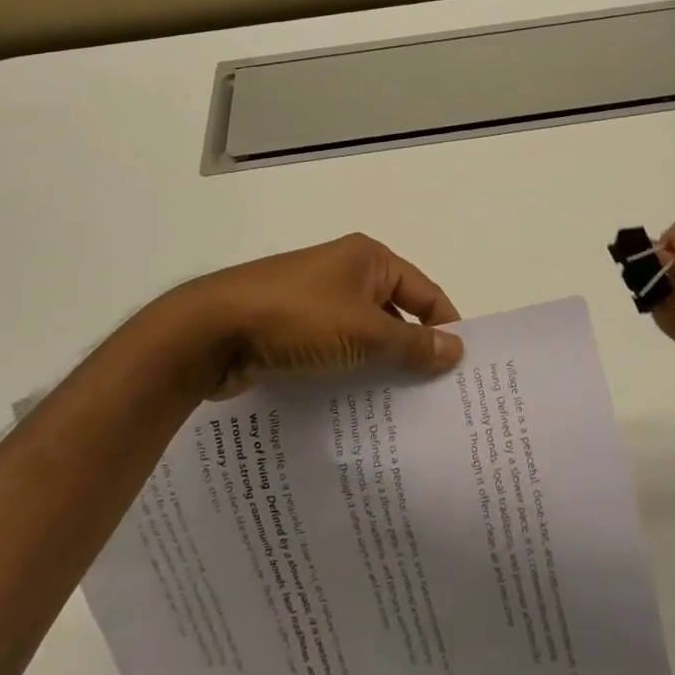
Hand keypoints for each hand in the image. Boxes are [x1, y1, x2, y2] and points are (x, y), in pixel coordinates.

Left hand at [172, 233, 464, 398]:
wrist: (211, 331)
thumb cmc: (298, 318)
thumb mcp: (364, 332)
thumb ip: (412, 344)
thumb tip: (457, 349)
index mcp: (370, 259)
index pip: (425, 292)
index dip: (445, 327)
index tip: (462, 370)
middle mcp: (347, 273)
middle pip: (395, 314)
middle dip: (413, 353)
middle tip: (437, 400)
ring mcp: (317, 301)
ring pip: (364, 337)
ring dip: (380, 368)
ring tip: (402, 415)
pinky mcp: (293, 329)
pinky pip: (335, 351)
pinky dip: (349, 374)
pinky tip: (358, 410)